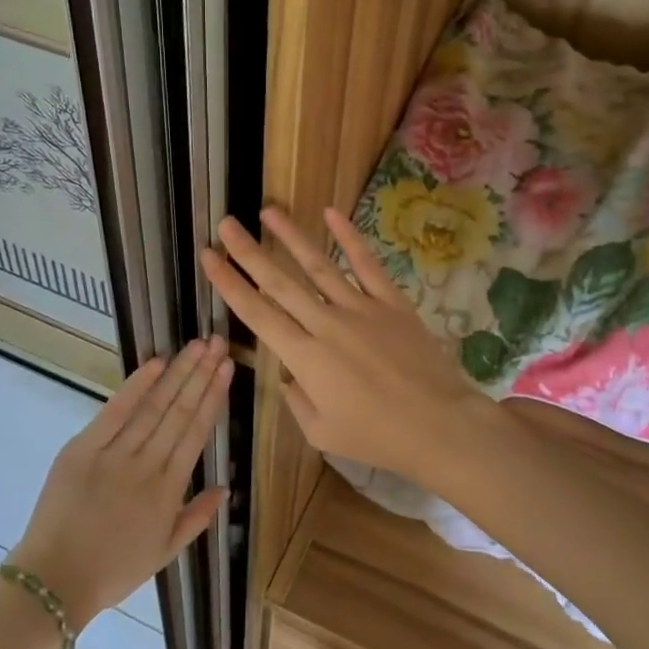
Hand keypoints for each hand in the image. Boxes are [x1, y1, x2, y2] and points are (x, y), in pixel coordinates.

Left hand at [9, 338, 231, 624]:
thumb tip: (225, 487)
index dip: (213, 397)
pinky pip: (115, 411)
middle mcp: (146, 465)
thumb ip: (197, 518)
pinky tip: (156, 363)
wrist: (53, 581)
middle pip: (179, 411)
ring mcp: (114, 454)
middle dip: (201, 373)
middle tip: (217, 343)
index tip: (227, 368)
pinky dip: (136, 386)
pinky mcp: (82, 448)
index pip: (196, 432)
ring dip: (177, 373)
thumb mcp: (164, 552)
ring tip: (196, 346)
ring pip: (154, 406)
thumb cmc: (112, 570)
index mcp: (169, 490)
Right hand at [200, 207, 502, 492]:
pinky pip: (366, 264)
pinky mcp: (391, 302)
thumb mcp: (322, 433)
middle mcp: (326, 324)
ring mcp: (360, 308)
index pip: (257, 314)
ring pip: (318, 265)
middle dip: (248, 251)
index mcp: (305, 357)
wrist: (439, 425)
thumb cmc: (377, 437)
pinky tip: (331, 214)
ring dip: (291, 237)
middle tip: (226, 224)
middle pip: (280, 282)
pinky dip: (349, 237)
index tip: (209, 258)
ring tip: (268, 211)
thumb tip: (288, 375)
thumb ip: (296, 400)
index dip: (229, 284)